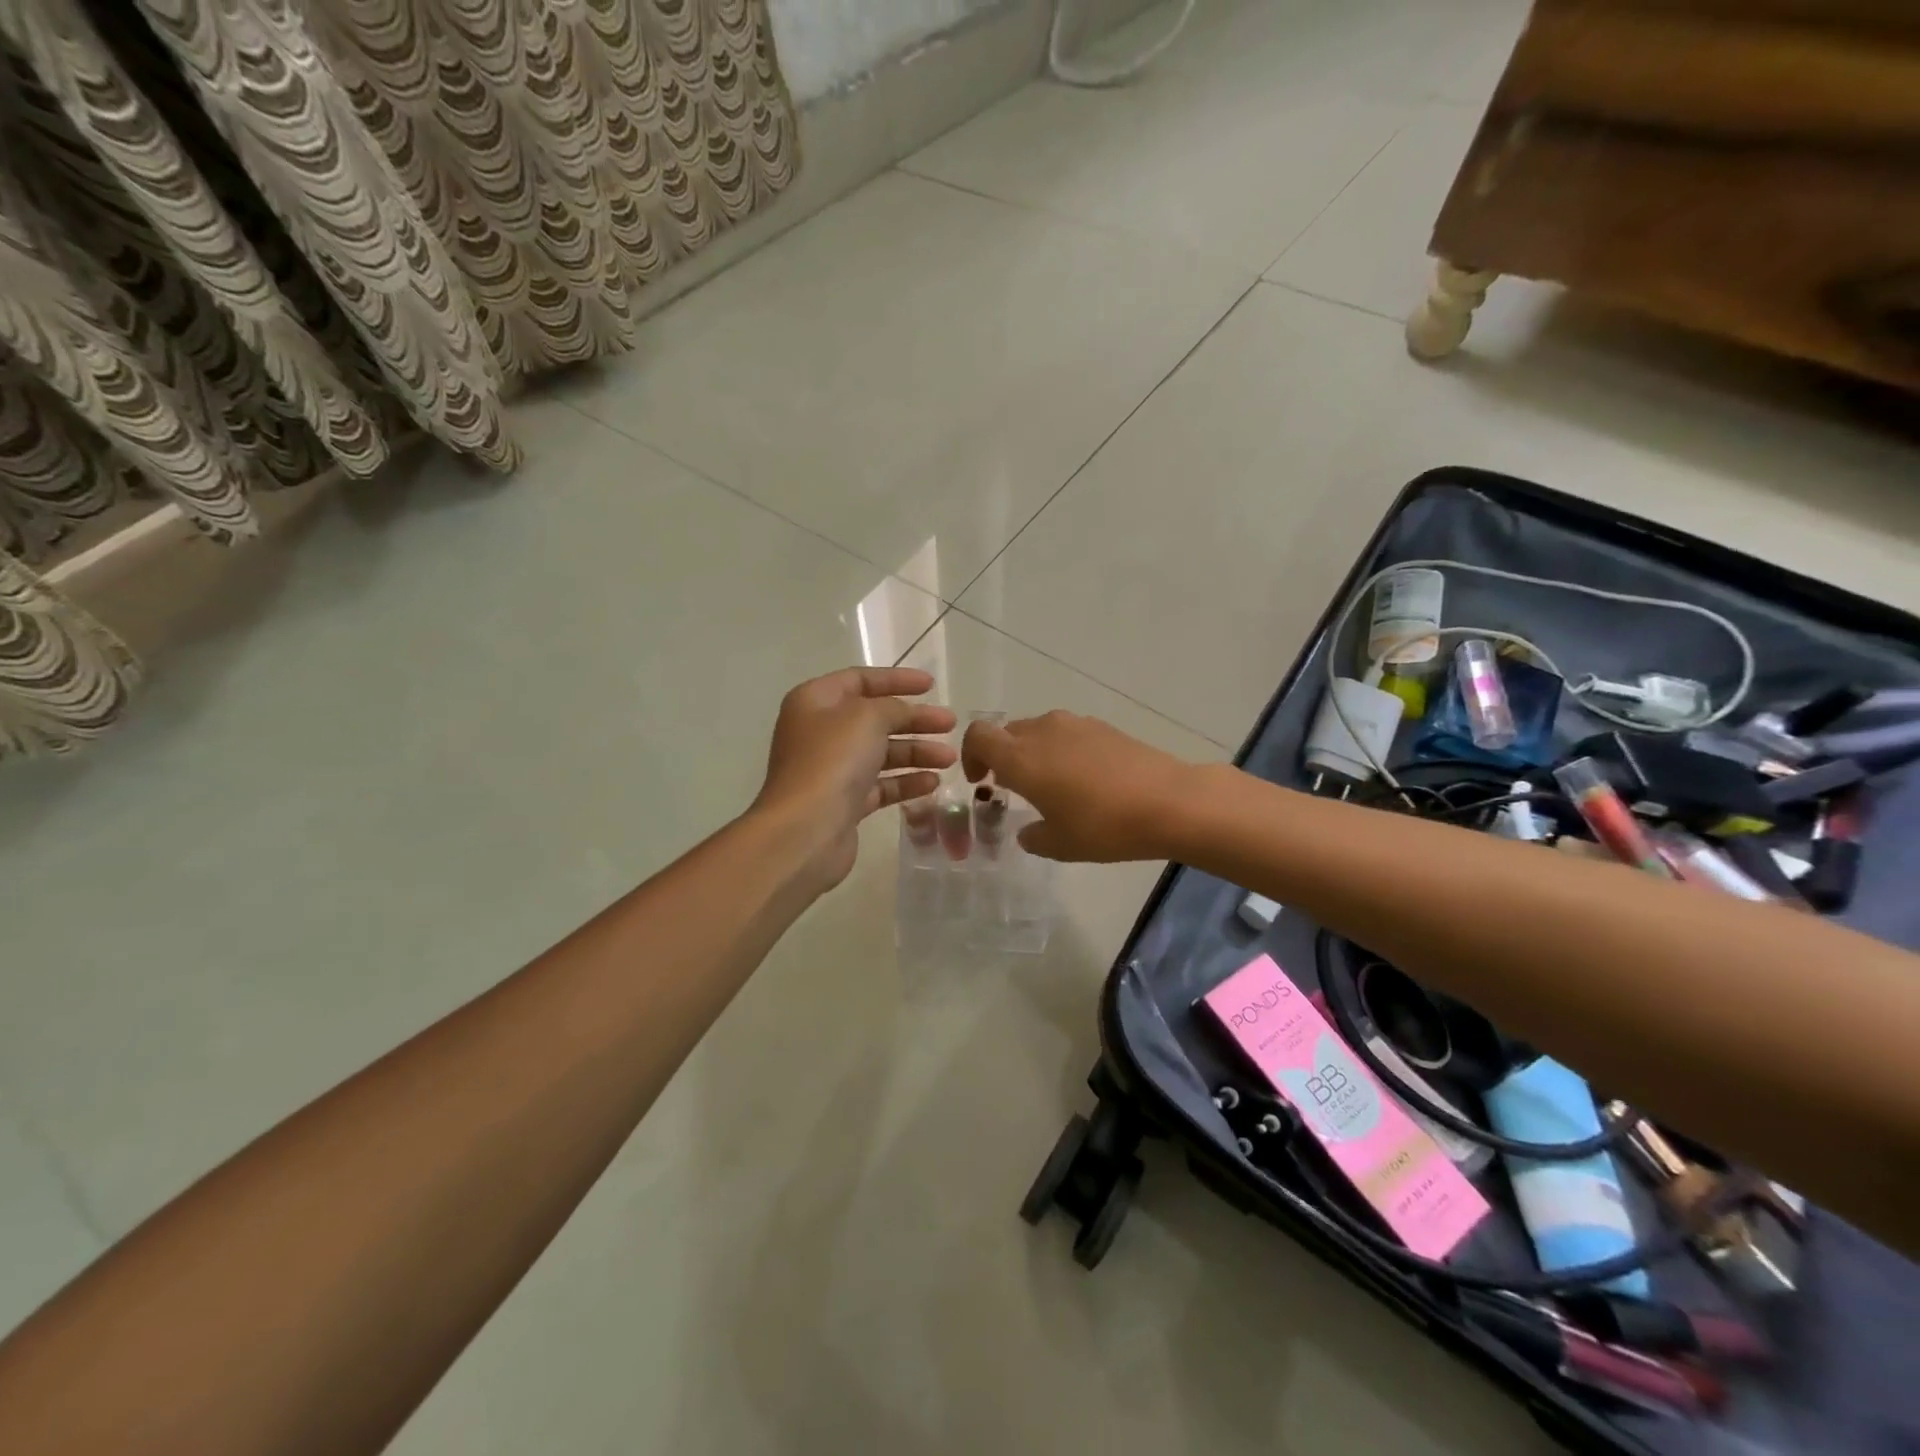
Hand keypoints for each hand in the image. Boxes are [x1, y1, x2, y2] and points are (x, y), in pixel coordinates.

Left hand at [753, 667, 956, 889]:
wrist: (805, 830)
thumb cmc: (832, 761)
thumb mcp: (868, 717)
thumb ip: (893, 707)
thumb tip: (905, 713)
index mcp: (814, 701)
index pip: (859, 679)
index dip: (896, 679)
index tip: (931, 685)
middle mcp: (819, 732)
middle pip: (874, 718)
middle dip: (914, 720)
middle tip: (950, 724)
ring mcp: (830, 769)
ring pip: (880, 753)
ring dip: (916, 752)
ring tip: (950, 759)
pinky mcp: (843, 803)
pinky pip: (880, 785)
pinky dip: (905, 781)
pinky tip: (932, 783)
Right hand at [962, 711, 1198, 862]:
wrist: (1170, 802)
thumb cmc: (1104, 826)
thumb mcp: (1060, 845)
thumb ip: (1033, 837)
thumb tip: (1028, 831)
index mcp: (1021, 757)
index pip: (978, 735)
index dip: (971, 755)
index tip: (981, 781)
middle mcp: (1043, 731)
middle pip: (1008, 733)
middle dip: (1002, 757)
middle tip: (1013, 789)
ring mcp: (1076, 725)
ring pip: (1039, 732)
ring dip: (1034, 754)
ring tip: (1051, 785)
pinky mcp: (1103, 727)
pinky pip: (1067, 734)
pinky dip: (1062, 751)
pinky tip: (1084, 780)